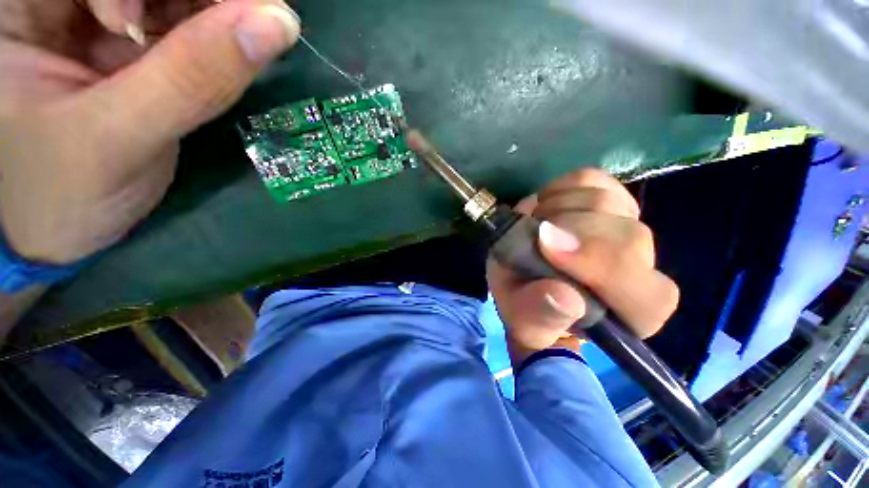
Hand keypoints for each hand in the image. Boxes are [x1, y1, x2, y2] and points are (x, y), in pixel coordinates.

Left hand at [0, 0, 299, 263]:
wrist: (57, 226)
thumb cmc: (62, 192)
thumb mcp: (119, 135)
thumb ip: (193, 77)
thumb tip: (277, 24)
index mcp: (24, 4)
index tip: (237, 13)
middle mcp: (59, 0)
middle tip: (251, 22)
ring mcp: (94, 14)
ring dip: (211, 8)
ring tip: (237, 40)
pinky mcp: (123, 38)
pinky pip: (177, 14)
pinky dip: (210, 26)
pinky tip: (220, 51)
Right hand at [487, 169, 678, 364]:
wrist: (523, 281)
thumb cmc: (528, 310)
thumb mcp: (524, 322)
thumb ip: (542, 316)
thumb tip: (564, 295)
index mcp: (632, 314)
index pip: (648, 293)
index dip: (601, 265)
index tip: (545, 249)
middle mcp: (641, 269)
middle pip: (627, 236)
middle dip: (567, 231)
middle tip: (531, 238)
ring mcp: (627, 226)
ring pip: (605, 202)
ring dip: (556, 211)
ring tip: (533, 228)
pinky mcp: (606, 199)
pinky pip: (589, 179)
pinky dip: (558, 189)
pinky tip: (543, 208)